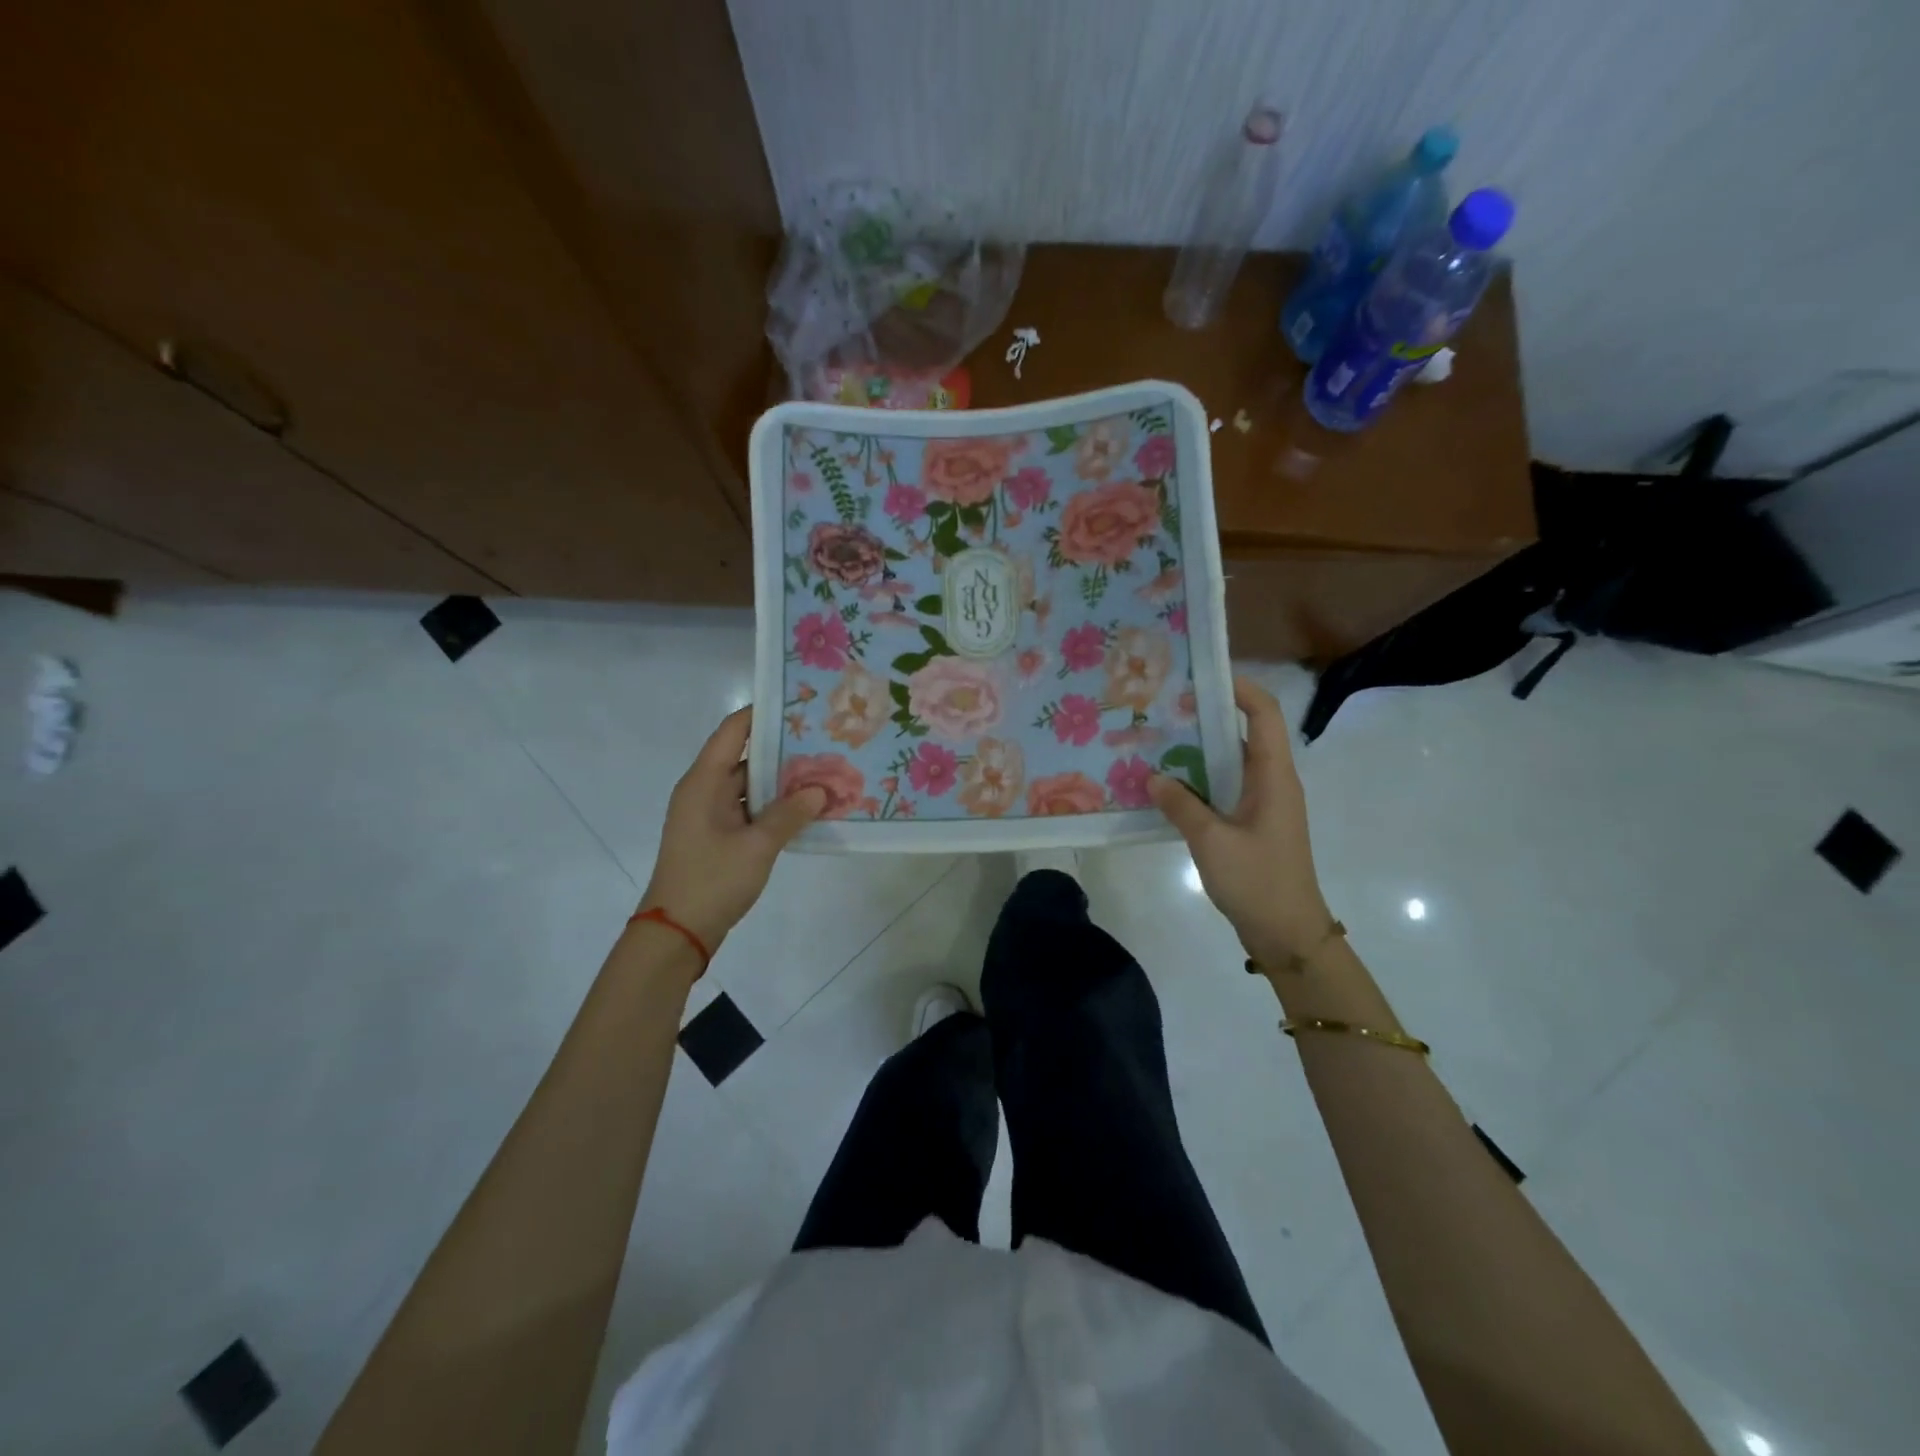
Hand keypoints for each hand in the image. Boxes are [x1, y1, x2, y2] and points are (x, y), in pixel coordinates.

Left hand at [637, 707, 824, 951]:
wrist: (677, 933)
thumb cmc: (711, 880)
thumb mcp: (757, 846)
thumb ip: (790, 814)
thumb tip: (821, 790)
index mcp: (704, 782)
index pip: (733, 731)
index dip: (762, 713)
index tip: (798, 703)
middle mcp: (704, 790)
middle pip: (744, 756)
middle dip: (783, 748)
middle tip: (824, 739)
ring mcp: (711, 814)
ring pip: (750, 785)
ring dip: (782, 780)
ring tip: (824, 769)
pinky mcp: (718, 836)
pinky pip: (750, 809)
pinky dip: (775, 805)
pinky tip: (807, 807)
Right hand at [1148, 676, 1332, 959]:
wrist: (1288, 934)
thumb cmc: (1258, 881)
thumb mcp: (1211, 841)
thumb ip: (1181, 805)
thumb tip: (1154, 776)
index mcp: (1274, 776)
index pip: (1264, 714)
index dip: (1239, 688)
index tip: (1201, 675)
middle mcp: (1272, 781)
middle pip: (1245, 732)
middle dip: (1208, 715)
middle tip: (1164, 707)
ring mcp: (1263, 803)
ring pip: (1232, 761)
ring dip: (1199, 749)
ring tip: (1158, 739)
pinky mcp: (1252, 823)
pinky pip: (1225, 787)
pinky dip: (1199, 779)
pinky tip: (1167, 785)